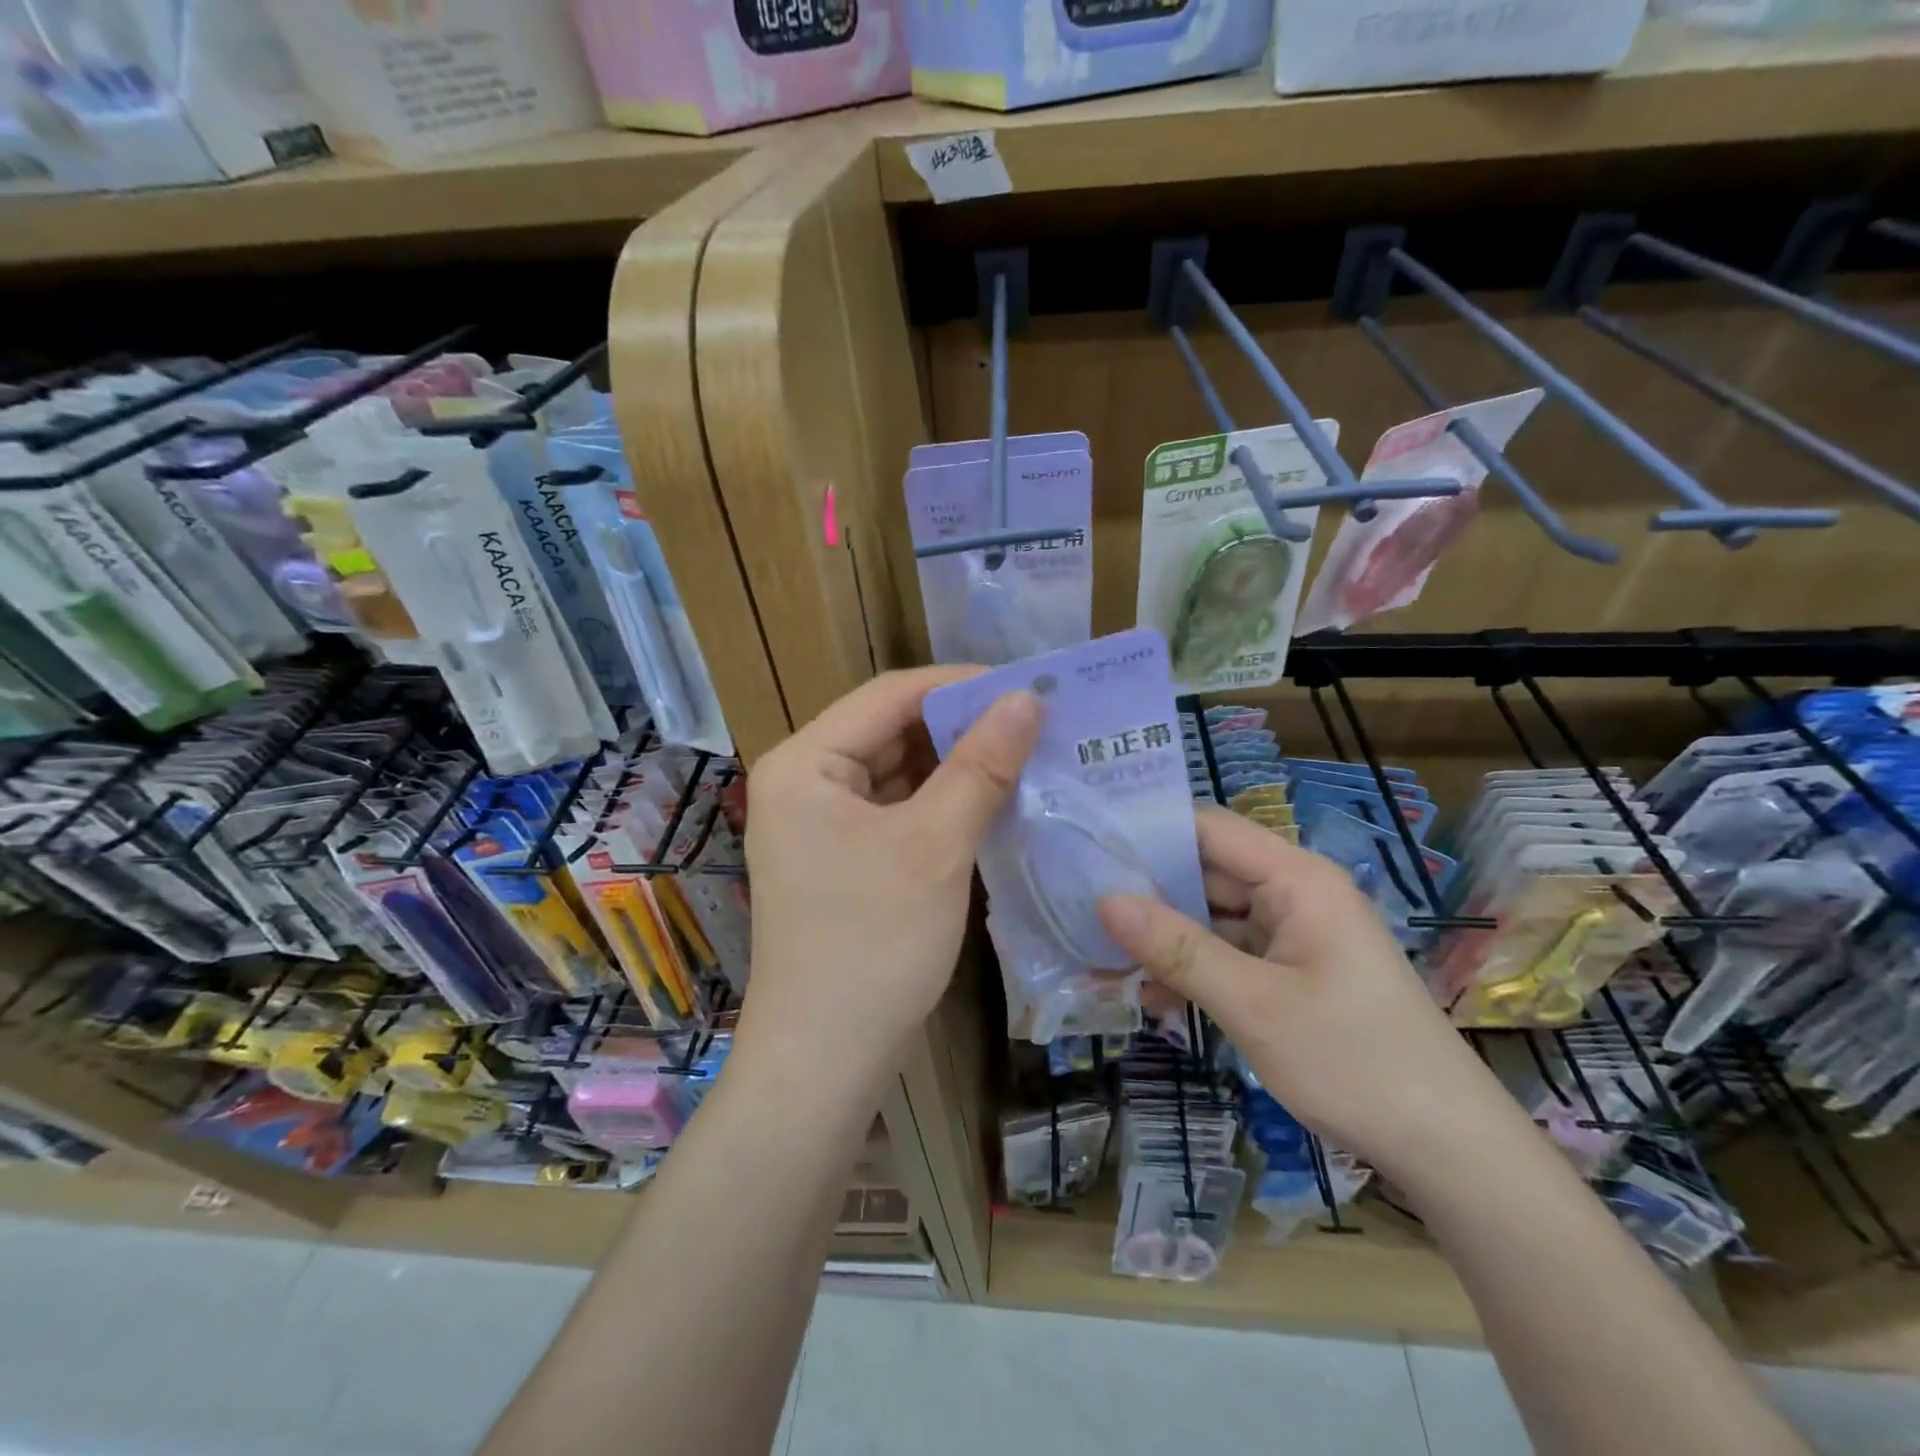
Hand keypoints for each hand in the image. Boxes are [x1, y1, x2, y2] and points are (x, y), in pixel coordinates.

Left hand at [738, 668, 1040, 1087]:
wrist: (826, 1061)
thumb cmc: (872, 945)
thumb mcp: (934, 846)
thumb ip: (980, 766)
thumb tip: (1026, 698)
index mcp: (805, 763)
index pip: (890, 696)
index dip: (961, 685)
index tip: (1029, 684)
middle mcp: (805, 781)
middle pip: (893, 730)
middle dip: (964, 726)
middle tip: (1038, 721)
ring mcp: (822, 822)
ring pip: (900, 771)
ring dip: (959, 764)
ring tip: (1028, 752)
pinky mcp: (844, 856)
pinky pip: (899, 809)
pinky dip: (944, 802)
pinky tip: (996, 800)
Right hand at [1098, 807, 1518, 1181]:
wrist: (1447, 1149)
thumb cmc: (1353, 1060)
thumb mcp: (1252, 1004)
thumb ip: (1177, 948)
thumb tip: (1105, 899)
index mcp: (1295, 878)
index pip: (1208, 828)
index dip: (1150, 830)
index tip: (1089, 843)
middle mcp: (1294, 894)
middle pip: (1206, 873)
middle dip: (1146, 892)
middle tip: (1077, 905)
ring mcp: (1295, 935)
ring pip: (1212, 919)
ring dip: (1164, 939)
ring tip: (1099, 955)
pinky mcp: (1293, 973)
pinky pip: (1230, 956)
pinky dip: (1192, 971)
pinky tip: (1149, 997)